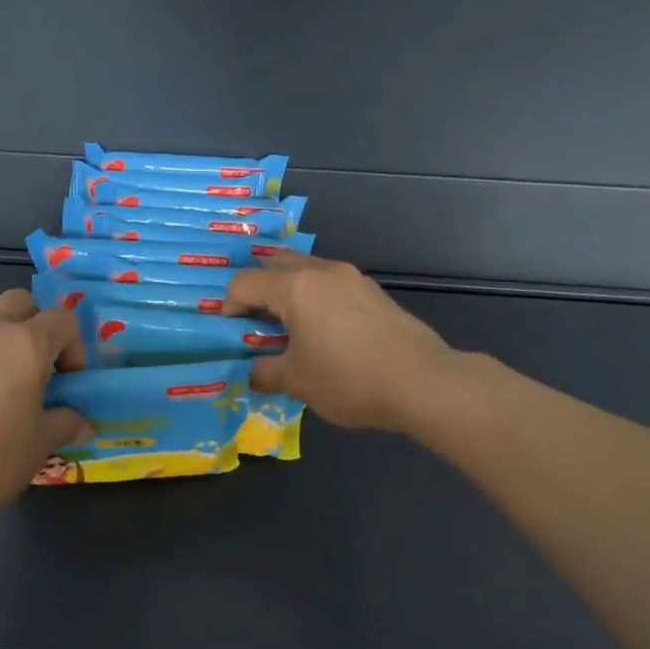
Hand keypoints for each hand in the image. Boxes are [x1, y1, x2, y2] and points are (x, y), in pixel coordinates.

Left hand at [0, 290, 89, 532]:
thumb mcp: (39, 446)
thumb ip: (64, 424)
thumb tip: (81, 423)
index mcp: (25, 345)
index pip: (62, 320)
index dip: (74, 347)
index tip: (68, 383)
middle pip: (21, 302)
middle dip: (37, 326)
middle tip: (38, 369)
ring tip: (1, 364)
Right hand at [225, 254, 461, 431]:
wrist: (421, 382)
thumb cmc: (348, 379)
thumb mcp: (296, 381)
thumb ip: (264, 372)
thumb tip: (252, 372)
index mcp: (295, 287)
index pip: (244, 283)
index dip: (228, 306)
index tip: (230, 335)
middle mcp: (322, 271)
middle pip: (275, 265)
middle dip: (257, 291)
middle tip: (253, 324)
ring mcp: (352, 279)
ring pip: (306, 272)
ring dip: (287, 293)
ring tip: (286, 329)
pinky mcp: (373, 293)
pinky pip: (330, 285)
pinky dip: (314, 300)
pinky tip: (322, 333)